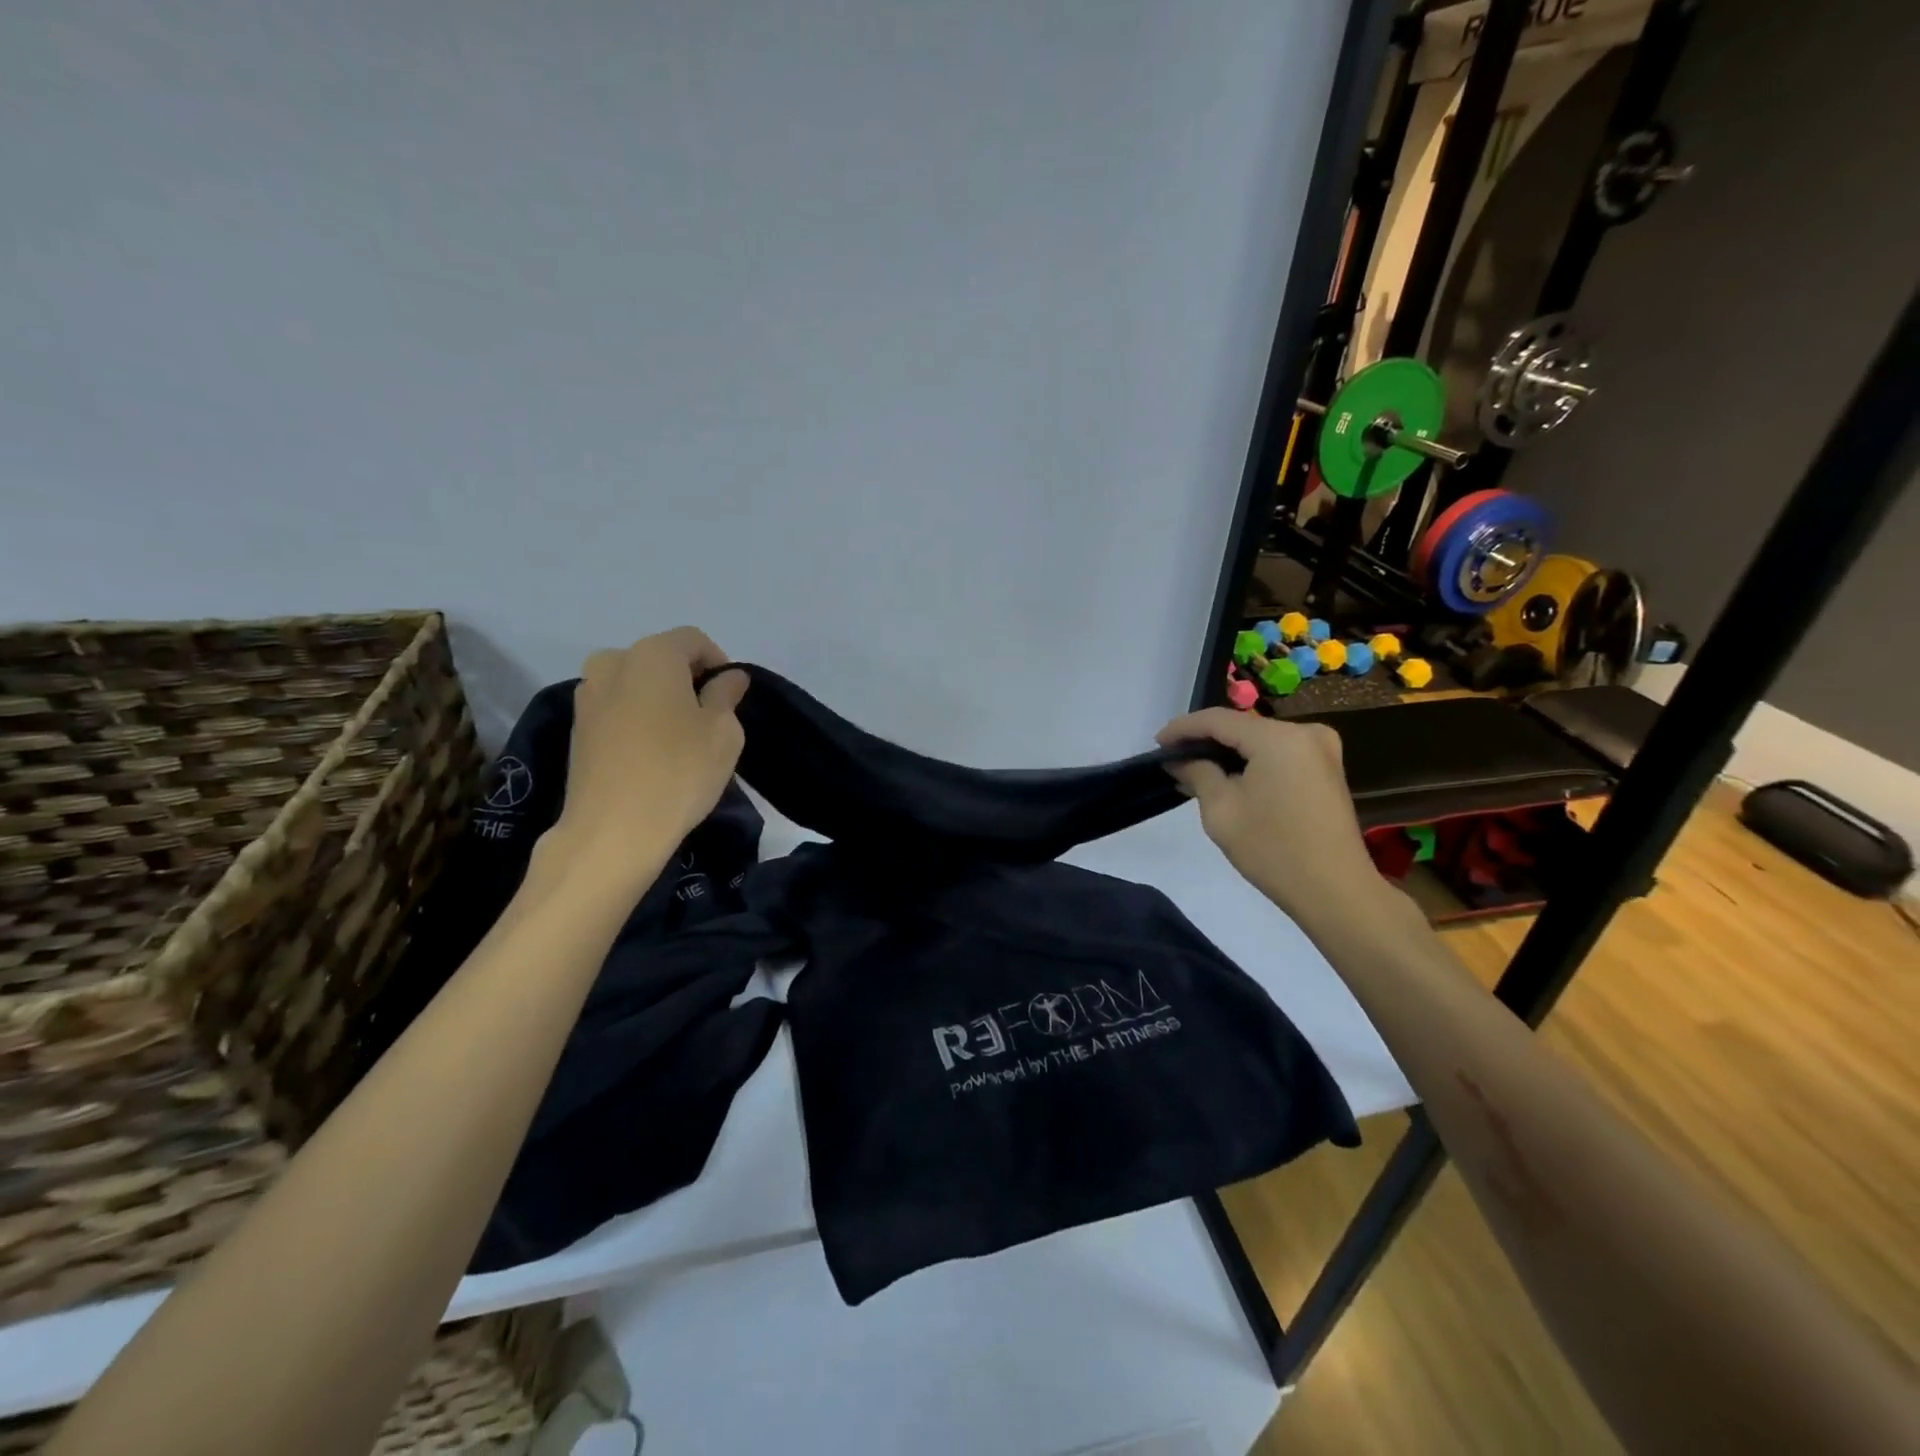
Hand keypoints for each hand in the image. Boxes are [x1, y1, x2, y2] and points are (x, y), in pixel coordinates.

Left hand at [550, 628, 748, 876]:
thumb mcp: (723, 732)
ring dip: (659, 698)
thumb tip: (728, 677)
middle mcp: (612, 662)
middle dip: (686, 679)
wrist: (612, 830)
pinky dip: (636, 718)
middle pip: (660, 658)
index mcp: (652, 654)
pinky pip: (616, 708)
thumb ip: (726, 695)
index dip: (718, 662)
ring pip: (635, 683)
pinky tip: (651, 752)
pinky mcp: (576, 727)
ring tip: (677, 737)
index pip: (693, 640)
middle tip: (707, 717)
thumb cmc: (679, 771)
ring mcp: (587, 694)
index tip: (731, 697)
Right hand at [1155, 708, 1391, 929]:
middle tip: (1173, 759)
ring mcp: (1321, 749)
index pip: (1218, 720)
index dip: (1182, 729)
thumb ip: (1197, 773)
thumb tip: (1178, 759)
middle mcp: (1305, 732)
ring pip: (1259, 740)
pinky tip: (1228, 778)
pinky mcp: (1326, 769)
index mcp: (1278, 737)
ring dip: (1227, 752)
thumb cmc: (1272, 849)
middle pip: (1241, 727)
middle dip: (1205, 741)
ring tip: (1194, 770)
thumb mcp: (1221, 810)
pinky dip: (1251, 761)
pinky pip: (1278, 753)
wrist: (1334, 891)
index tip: (1157, 745)